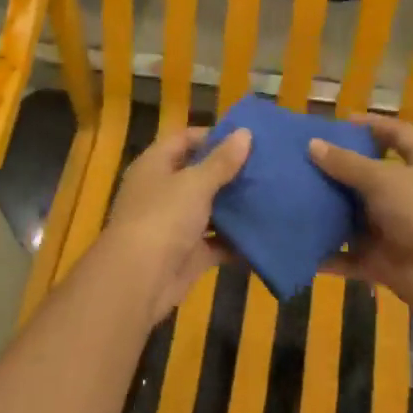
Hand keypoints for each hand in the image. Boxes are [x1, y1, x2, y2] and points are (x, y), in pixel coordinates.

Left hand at [99, 126, 252, 322]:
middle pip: (199, 174)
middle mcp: (163, 191)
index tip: (247, 138)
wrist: (139, 279)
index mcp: (155, 165)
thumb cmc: (163, 218)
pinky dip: (236, 240)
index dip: (213, 136)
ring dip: (236, 206)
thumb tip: (245, 132)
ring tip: (273, 195)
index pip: (184, 139)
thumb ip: (221, 161)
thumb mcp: (194, 183)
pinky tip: (265, 233)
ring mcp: (175, 224)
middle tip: (268, 166)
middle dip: (230, 172)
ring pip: (209, 209)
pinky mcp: (188, 254)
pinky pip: (216, 242)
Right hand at [308, 115, 412, 324]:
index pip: (399, 135)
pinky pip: (349, 257)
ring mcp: (397, 231)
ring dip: (329, 213)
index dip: (374, 126)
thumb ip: (347, 163)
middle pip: (370, 178)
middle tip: (304, 162)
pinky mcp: (384, 263)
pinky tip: (300, 246)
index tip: (342, 122)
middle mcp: (410, 196)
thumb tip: (312, 144)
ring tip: (292, 200)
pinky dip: (328, 255)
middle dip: (339, 172)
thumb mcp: (385, 179)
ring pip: (356, 219)